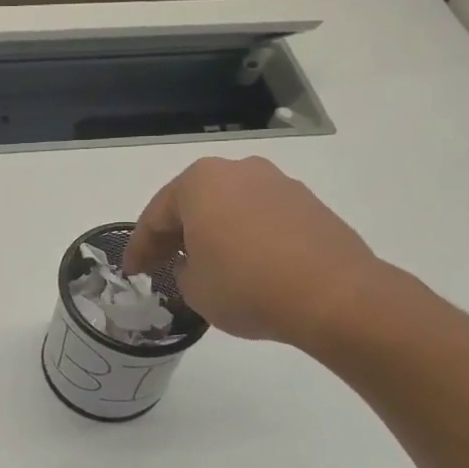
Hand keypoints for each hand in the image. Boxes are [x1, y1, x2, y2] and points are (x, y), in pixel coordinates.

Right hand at [122, 157, 388, 349]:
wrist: (335, 296)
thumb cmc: (247, 286)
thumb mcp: (194, 289)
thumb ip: (184, 270)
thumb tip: (199, 264)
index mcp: (200, 182)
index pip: (156, 215)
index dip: (140, 247)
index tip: (133, 272)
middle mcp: (238, 171)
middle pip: (194, 203)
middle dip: (176, 233)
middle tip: (162, 263)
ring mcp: (278, 184)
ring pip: (230, 207)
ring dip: (214, 232)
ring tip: (207, 265)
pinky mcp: (309, 204)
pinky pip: (262, 218)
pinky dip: (247, 237)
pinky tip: (247, 265)